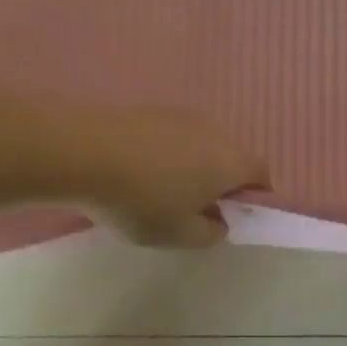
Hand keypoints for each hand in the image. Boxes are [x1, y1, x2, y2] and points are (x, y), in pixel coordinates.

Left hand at [75, 107, 267, 248]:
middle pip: (231, 156)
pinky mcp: (153, 110)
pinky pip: (174, 135)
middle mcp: (215, 131)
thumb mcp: (178, 235)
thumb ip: (210, 233)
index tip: (231, 216)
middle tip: (196, 208)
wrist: (85, 152)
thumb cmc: (141, 200)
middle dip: (221, 181)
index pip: (261, 175)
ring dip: (193, 165)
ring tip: (162, 190)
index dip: (254, 197)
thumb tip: (221, 221)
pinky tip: (139, 171)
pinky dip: (167, 152)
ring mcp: (183, 115)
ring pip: (202, 144)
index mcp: (230, 161)